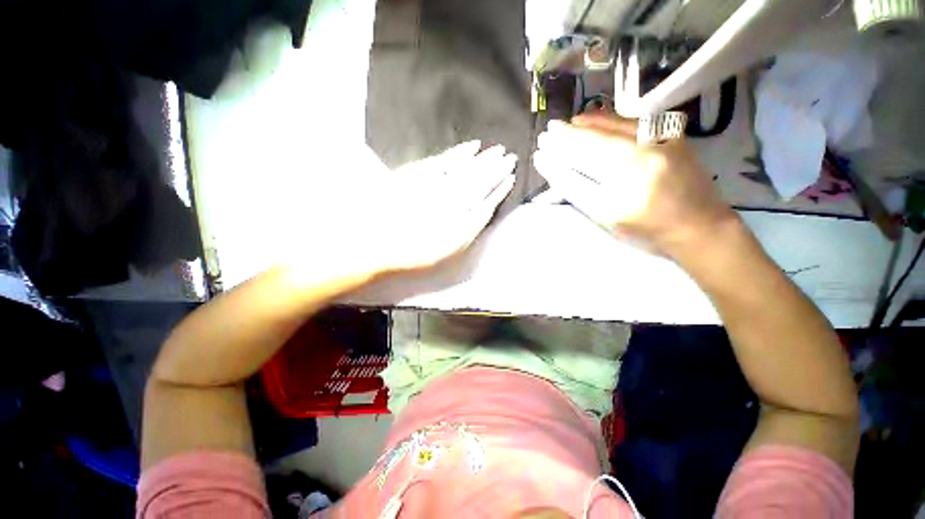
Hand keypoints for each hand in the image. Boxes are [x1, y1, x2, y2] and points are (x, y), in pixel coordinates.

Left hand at [370, 141, 515, 272]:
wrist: (377, 241)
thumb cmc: (415, 251)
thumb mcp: (448, 249)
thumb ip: (470, 228)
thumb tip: (487, 208)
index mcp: (461, 218)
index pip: (486, 199)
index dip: (500, 188)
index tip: (511, 177)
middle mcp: (453, 198)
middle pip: (480, 180)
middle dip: (497, 168)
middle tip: (510, 157)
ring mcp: (437, 183)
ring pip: (467, 168)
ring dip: (484, 159)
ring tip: (498, 150)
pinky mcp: (421, 173)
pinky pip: (446, 159)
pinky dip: (461, 152)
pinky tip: (472, 146)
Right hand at [533, 113, 735, 254]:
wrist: (699, 224)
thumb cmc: (648, 230)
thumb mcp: (608, 219)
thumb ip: (581, 192)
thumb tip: (557, 170)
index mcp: (624, 191)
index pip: (579, 170)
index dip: (557, 161)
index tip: (540, 153)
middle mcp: (643, 161)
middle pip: (594, 144)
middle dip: (566, 138)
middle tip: (547, 133)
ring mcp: (660, 143)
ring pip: (613, 127)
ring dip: (585, 125)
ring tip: (566, 125)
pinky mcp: (671, 135)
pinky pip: (632, 121)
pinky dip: (609, 119)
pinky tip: (593, 118)